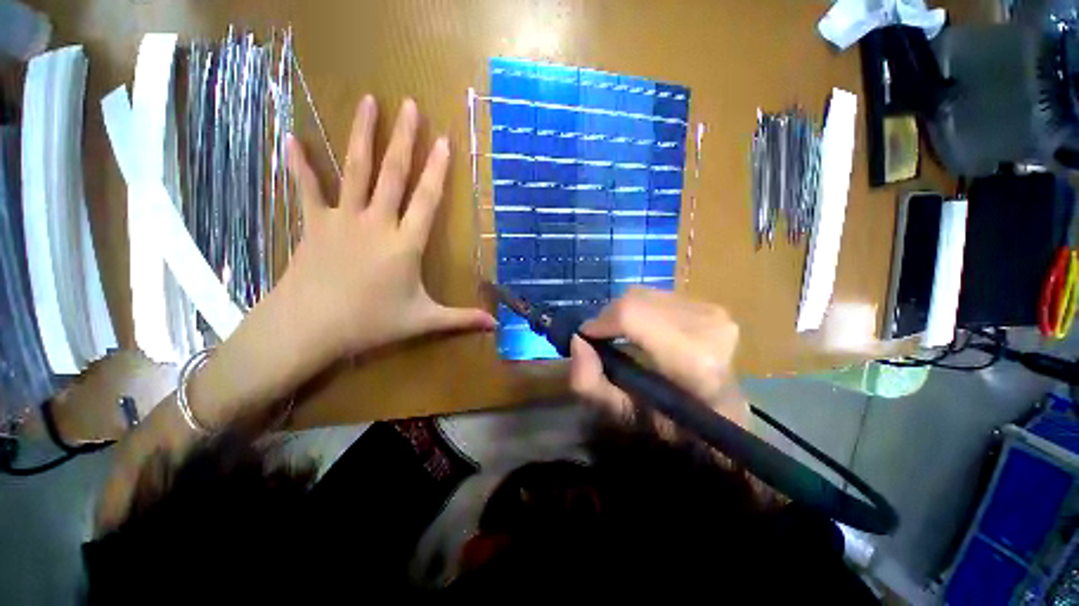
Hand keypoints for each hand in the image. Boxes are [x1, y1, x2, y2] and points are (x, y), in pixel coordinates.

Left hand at [278, 96, 495, 362]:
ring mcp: (343, 218)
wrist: (309, 327)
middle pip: (393, 174)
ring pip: (355, 169)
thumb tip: (495, 326)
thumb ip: (461, 319)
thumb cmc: (371, 323)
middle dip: (404, 139)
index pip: (427, 199)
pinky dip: (299, 163)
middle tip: (410, 105)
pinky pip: (307, 188)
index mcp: (405, 244)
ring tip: (368, 101)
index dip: (438, 170)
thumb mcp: (423, 321)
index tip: (445, 140)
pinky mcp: (314, 223)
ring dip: (362, 135)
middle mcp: (377, 222)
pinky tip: (291, 137)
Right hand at [569, 287, 747, 426]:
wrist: (721, 415)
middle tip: (604, 340)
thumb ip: (590, 382)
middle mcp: (707, 326)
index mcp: (693, 359)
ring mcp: (713, 312)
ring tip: (626, 337)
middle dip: (610, 318)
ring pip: (644, 295)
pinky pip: (657, 296)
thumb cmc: (675, 424)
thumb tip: (577, 340)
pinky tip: (646, 331)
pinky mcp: (711, 305)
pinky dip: (642, 310)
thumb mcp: (623, 414)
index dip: (601, 322)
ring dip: (625, 314)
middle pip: (635, 300)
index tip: (587, 337)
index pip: (631, 315)